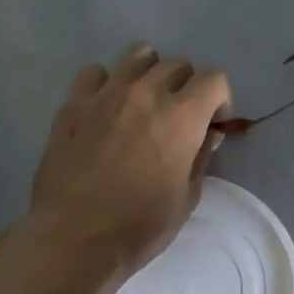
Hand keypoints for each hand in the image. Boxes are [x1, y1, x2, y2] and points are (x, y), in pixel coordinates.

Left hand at [26, 44, 230, 293]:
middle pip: (177, 64)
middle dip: (187, 86)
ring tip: (144, 103)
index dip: (219, 100)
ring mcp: (105, 95)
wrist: (75, 238)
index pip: (213, 79)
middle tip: (179, 117)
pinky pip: (95, 73)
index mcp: (181, 117)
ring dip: (150, 73)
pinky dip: (107, 83)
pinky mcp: (73, 104)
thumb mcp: (186, 198)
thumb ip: (201, 157)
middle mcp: (145, 94)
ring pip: (138, 55)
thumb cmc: (139, 227)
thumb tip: (208, 134)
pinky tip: (106, 109)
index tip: (212, 124)